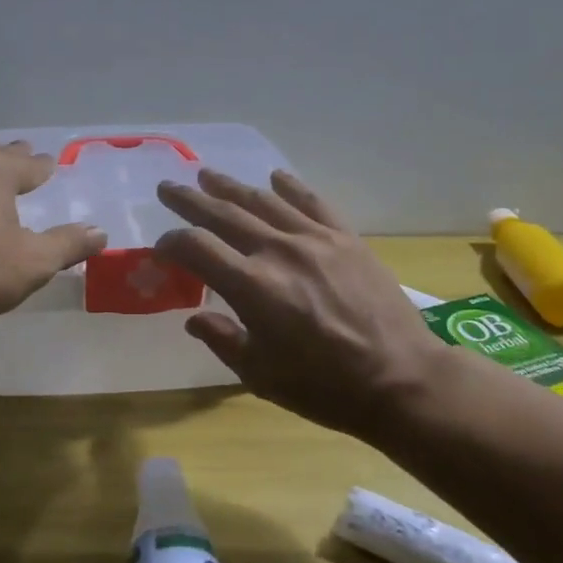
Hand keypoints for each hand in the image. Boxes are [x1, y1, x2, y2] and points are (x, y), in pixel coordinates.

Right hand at [153, 168, 447, 441]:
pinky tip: (275, 176)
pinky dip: (291, 187)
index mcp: (252, 286)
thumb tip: (194, 319)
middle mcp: (278, 251)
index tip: (161, 249)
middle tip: (167, 187)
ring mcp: (315, 239)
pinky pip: (312, 202)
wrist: (401, 380)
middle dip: (190, 200)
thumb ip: (223, 340)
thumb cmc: (324, 387)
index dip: (172, 244)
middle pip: (224, 214)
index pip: (197, 248)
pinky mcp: (346, 238)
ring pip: (264, 201)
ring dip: (231, 187)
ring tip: (208, 176)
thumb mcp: (260, 375)